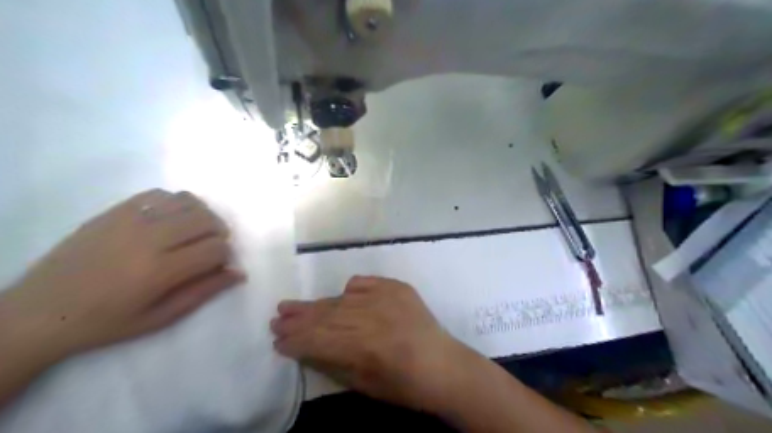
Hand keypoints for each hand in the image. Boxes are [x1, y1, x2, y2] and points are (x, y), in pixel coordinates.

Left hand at [0, 187, 239, 360]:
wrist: (40, 312)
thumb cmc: (106, 322)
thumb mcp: (161, 317)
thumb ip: (204, 292)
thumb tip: (239, 273)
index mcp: (161, 271)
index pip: (216, 249)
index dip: (225, 256)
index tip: (217, 266)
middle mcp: (149, 239)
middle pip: (207, 219)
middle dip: (219, 232)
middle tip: (211, 247)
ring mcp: (130, 220)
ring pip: (188, 201)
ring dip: (202, 215)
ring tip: (194, 231)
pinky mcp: (114, 211)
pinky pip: (160, 194)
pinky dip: (176, 203)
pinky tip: (170, 220)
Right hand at [272, 276, 476, 410]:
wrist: (444, 365)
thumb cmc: (404, 386)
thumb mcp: (363, 384)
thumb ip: (332, 362)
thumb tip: (304, 348)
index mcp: (361, 346)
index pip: (316, 339)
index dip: (294, 341)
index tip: (276, 340)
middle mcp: (369, 316)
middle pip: (324, 316)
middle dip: (297, 319)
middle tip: (276, 317)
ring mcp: (384, 297)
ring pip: (339, 299)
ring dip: (315, 304)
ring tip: (292, 305)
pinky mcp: (396, 287)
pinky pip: (364, 283)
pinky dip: (351, 289)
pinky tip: (342, 295)